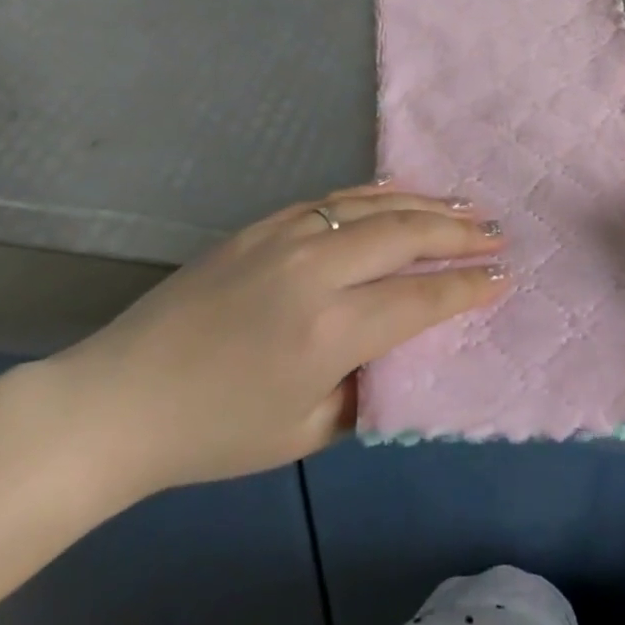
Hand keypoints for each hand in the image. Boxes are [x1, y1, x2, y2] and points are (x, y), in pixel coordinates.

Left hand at [44, 187, 506, 498]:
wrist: (119, 400)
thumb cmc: (214, 433)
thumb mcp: (304, 433)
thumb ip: (366, 387)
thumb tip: (401, 347)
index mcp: (329, 332)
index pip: (421, 299)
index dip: (469, 287)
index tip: (505, 276)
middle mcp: (315, 271)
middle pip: (407, 236)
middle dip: (461, 233)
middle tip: (498, 232)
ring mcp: (286, 237)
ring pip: (375, 205)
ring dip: (428, 203)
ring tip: (466, 205)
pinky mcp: (262, 225)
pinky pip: (334, 198)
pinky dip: (377, 192)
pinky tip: (402, 191)